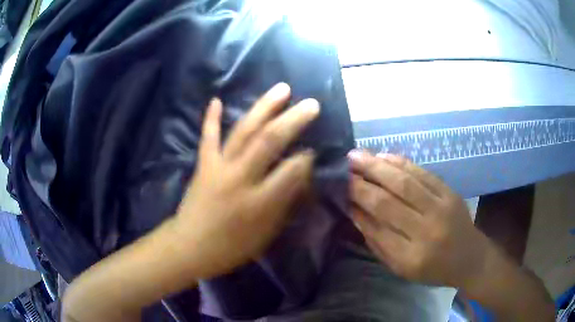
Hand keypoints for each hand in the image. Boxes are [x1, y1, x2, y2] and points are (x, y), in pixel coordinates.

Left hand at [175, 83, 318, 278]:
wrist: (190, 246)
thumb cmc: (232, 247)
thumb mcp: (266, 234)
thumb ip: (285, 203)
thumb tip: (301, 175)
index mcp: (258, 202)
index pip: (290, 171)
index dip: (306, 158)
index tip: (315, 149)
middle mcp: (239, 178)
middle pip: (268, 142)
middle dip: (293, 120)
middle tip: (311, 104)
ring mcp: (219, 167)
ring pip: (243, 131)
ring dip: (263, 108)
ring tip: (282, 89)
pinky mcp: (203, 164)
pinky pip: (208, 137)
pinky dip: (211, 118)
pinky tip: (216, 99)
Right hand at [348, 150, 489, 288]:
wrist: (469, 258)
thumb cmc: (432, 269)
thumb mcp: (401, 267)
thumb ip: (377, 242)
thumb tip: (355, 212)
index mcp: (411, 257)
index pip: (377, 226)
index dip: (358, 205)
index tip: (341, 190)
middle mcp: (427, 231)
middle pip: (389, 201)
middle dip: (362, 182)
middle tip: (343, 167)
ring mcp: (441, 208)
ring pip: (405, 182)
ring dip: (378, 166)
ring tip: (357, 155)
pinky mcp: (449, 193)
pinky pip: (423, 173)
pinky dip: (401, 163)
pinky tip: (384, 156)